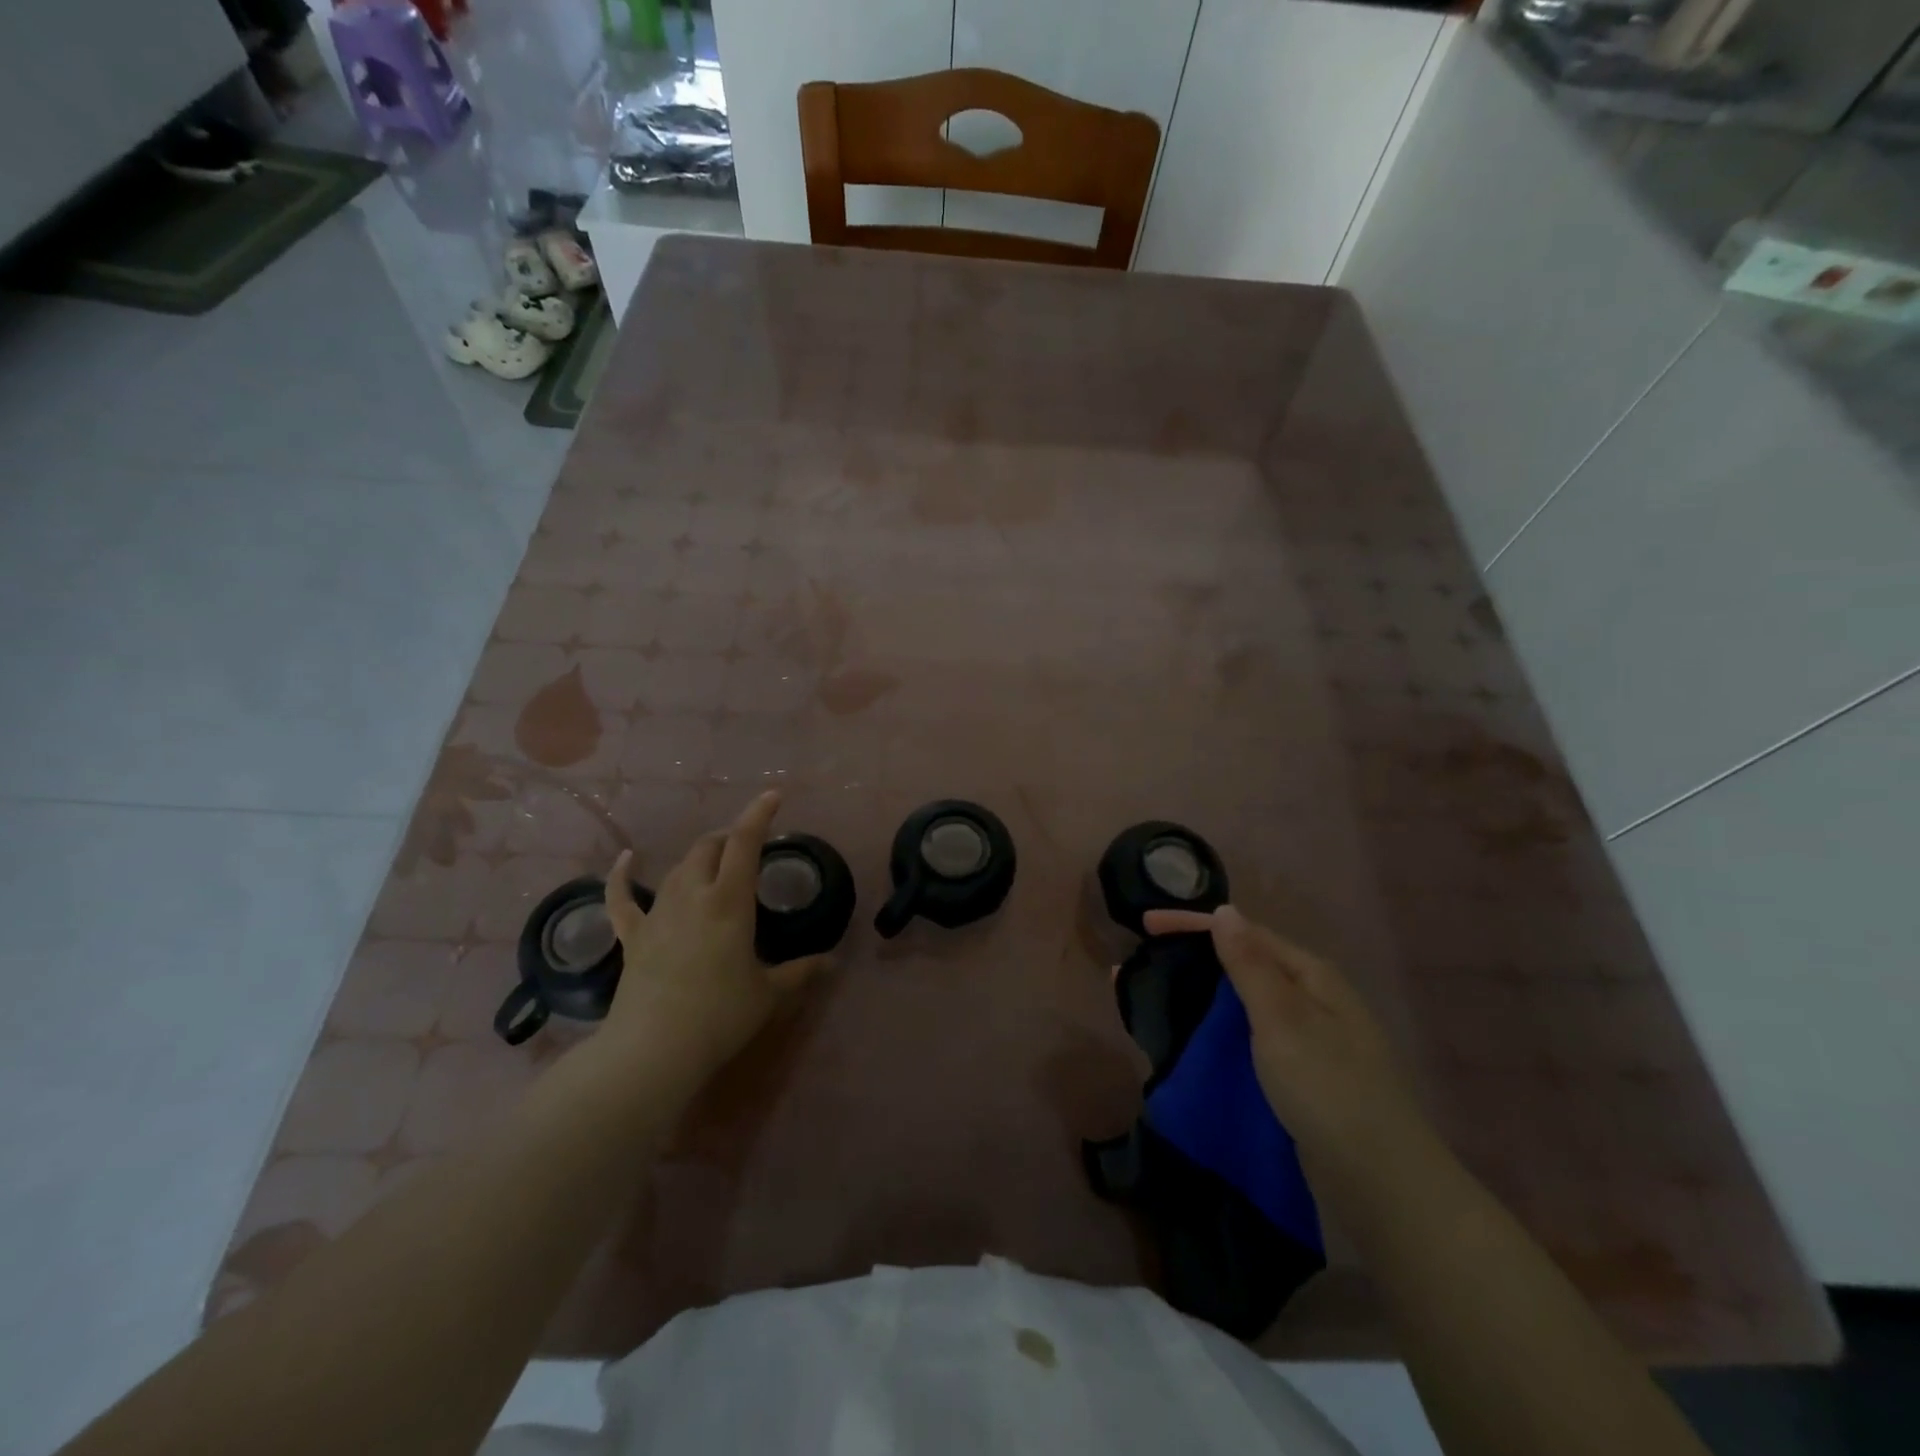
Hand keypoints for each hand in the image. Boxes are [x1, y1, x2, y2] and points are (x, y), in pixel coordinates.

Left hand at [599, 791, 829, 1093]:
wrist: (654, 1051)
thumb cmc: (720, 1016)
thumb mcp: (769, 993)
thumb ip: (801, 971)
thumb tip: (833, 962)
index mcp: (729, 901)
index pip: (744, 842)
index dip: (758, 814)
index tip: (773, 795)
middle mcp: (693, 895)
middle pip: (709, 848)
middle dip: (729, 839)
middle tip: (747, 849)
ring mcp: (658, 913)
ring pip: (678, 868)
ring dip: (699, 858)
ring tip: (714, 861)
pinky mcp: (633, 936)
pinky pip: (622, 898)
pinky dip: (622, 877)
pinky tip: (626, 860)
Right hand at [1144, 904, 1428, 1177]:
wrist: (1381, 1185)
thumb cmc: (1329, 1089)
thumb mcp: (1284, 1019)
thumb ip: (1249, 964)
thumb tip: (1224, 910)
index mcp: (1311, 975)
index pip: (1244, 934)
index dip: (1192, 926)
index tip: (1145, 926)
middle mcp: (1310, 999)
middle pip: (1241, 965)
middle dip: (1191, 960)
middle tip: (1141, 964)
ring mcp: (1306, 1039)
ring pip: (1240, 1004)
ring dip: (1197, 996)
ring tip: (1152, 998)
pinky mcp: (1297, 1075)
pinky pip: (1245, 1038)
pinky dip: (1213, 1031)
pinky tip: (1187, 1037)